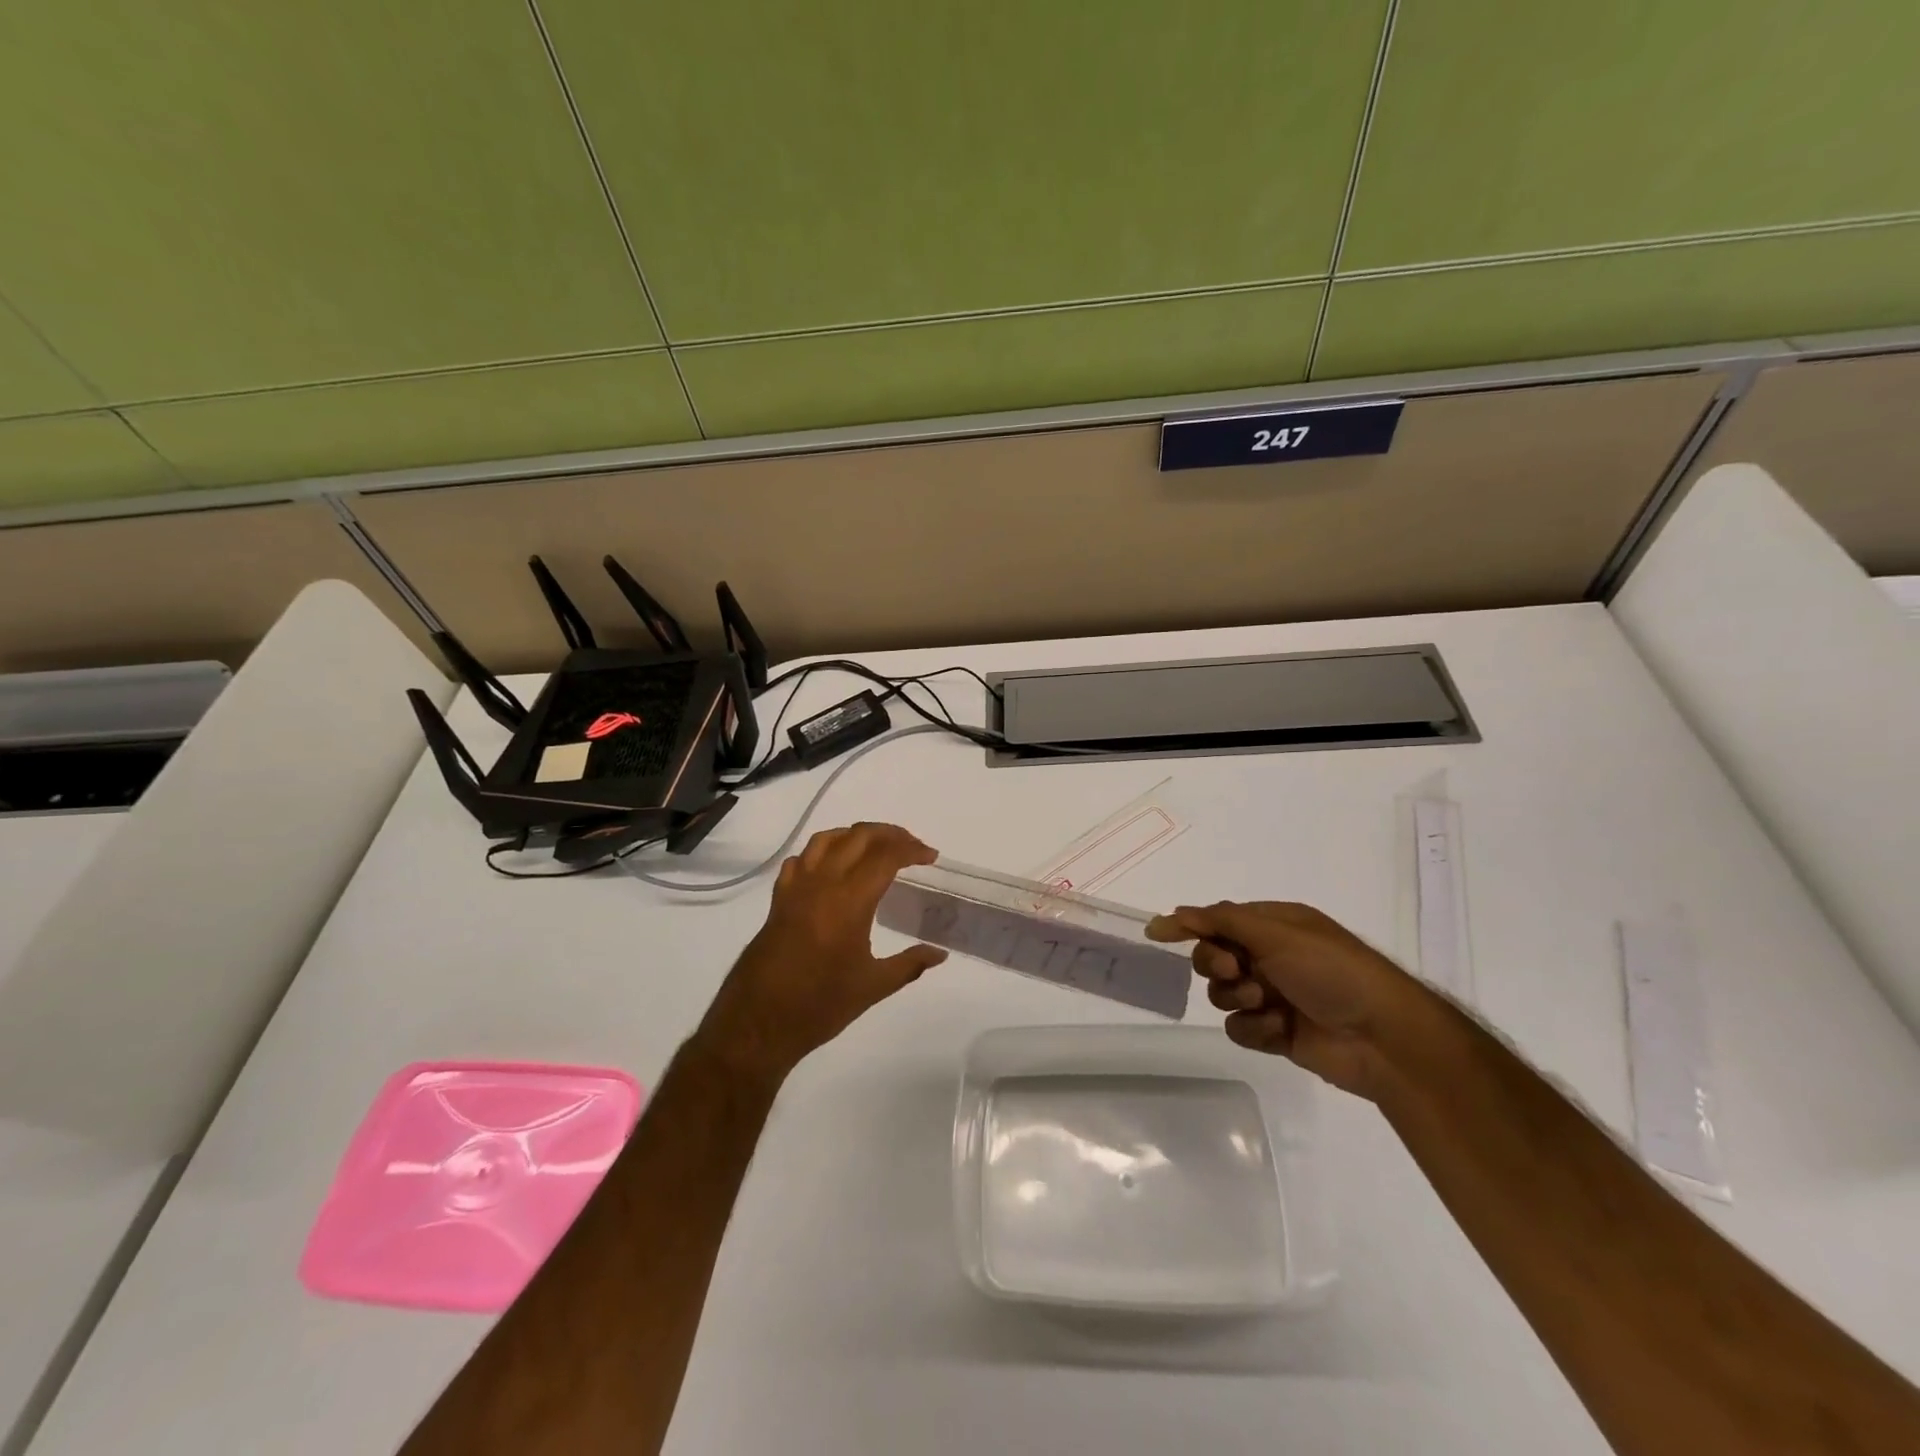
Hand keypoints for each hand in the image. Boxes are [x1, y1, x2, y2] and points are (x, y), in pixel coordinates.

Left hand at [696, 823, 946, 1082]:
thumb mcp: (872, 987)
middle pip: (859, 836)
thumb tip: (940, 954)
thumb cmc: (819, 1006)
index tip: (930, 856)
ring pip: (827, 839)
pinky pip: (802, 858)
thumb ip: (910, 964)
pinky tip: (833, 866)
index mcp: (849, 901)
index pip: (886, 856)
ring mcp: (796, 888)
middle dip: (890, 833)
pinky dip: (823, 851)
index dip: (912, 850)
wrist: (758, 1023)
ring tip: (876, 847)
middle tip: (911, 846)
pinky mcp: (779, 899)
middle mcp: (822, 883)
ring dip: (856, 834)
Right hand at [1146, 901, 1437, 1100]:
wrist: (1383, 1037)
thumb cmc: (1332, 970)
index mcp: (1274, 925)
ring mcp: (1273, 996)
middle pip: (1213, 956)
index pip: (1218, 920)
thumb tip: (1175, 912)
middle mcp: (1270, 957)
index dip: (1189, 926)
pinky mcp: (1275, 1033)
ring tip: (1267, 1003)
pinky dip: (1254, 1028)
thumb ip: (1221, 920)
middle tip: (1236, 970)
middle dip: (1217, 964)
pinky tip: (1277, 1030)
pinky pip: (1239, 1027)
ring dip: (1238, 997)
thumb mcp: (1276, 933)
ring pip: (1222, 993)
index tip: (1156, 934)